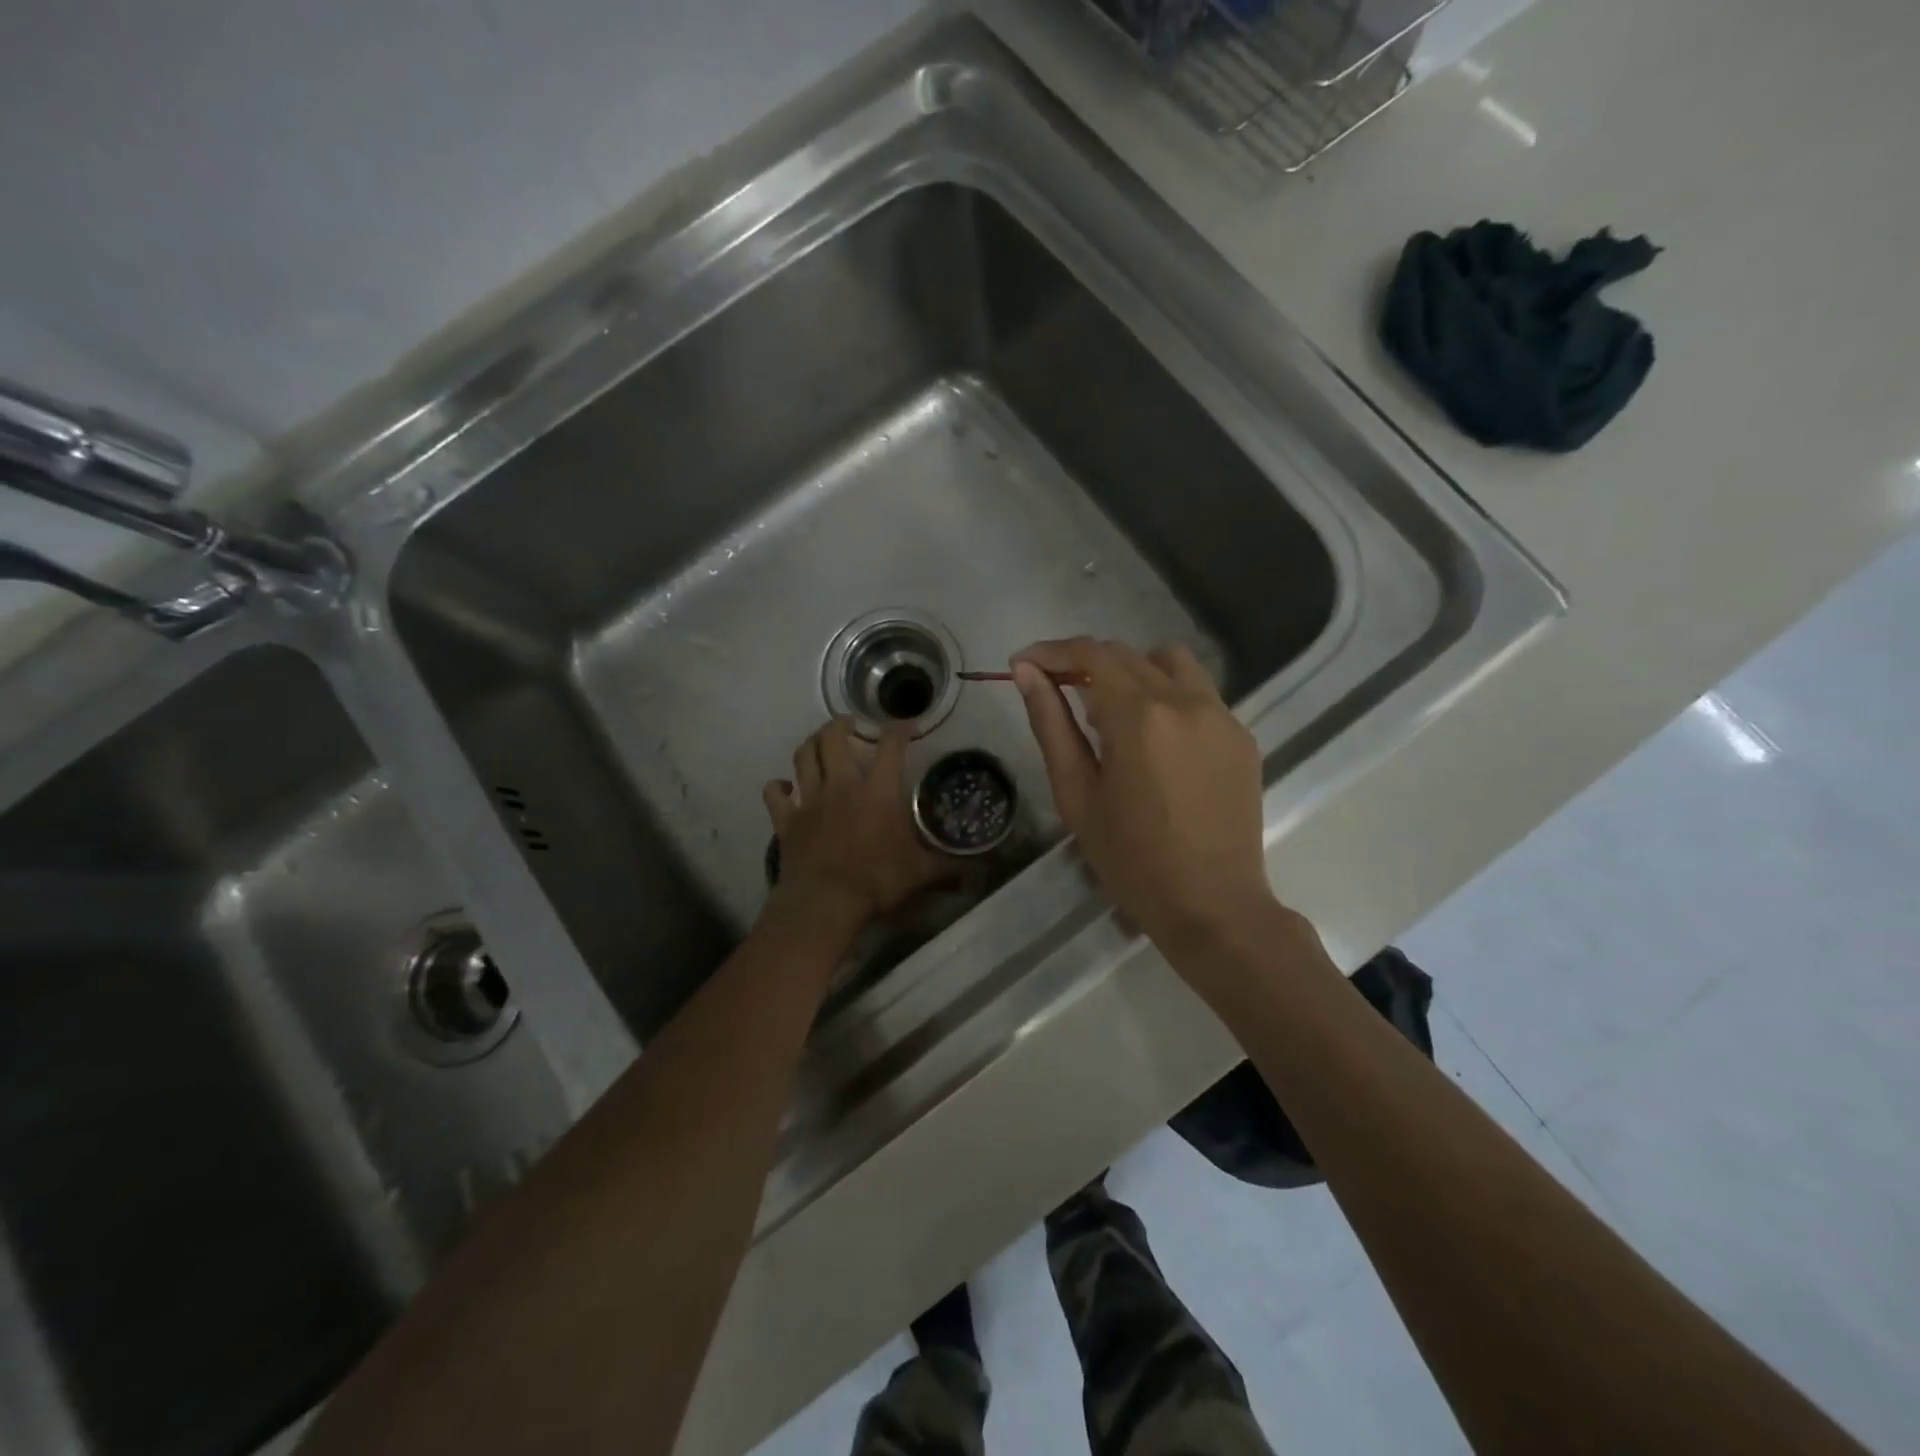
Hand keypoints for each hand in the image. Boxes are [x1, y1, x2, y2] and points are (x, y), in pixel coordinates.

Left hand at [762, 717, 950, 932]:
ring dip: (811, 744)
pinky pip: (775, 793)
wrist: (824, 902)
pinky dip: (778, 786)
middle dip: (841, 724)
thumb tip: (980, 875)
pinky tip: (784, 787)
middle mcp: (842, 785)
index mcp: (878, 791)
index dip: (900, 728)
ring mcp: (810, 799)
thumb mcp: (921, 874)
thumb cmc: (876, 881)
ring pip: (803, 756)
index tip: (907, 725)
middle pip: (834, 738)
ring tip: (819, 742)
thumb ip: (949, 869)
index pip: (891, 745)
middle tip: (850, 723)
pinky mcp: (787, 819)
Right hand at [1012, 638, 1278, 951]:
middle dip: (1085, 664)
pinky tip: (1155, 744)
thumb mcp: (1077, 793)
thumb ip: (1051, 724)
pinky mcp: (1242, 736)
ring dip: (1132, 672)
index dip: (1051, 651)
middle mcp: (1186, 700)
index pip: (1090, 654)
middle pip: (1127, 654)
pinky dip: (1166, 698)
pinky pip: (1198, 694)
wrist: (1213, 907)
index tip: (1023, 664)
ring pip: (1169, 663)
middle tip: (1058, 693)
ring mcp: (1222, 716)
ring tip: (1112, 715)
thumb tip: (1027, 672)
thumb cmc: (1131, 860)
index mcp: (1140, 716)